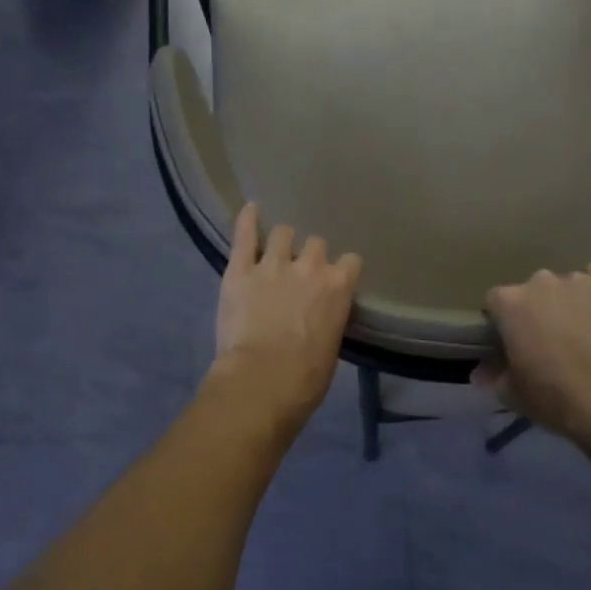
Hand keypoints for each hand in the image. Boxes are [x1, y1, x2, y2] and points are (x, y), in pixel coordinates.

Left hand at [211, 203, 361, 425]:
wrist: (262, 380)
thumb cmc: (305, 378)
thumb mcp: (331, 347)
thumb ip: (329, 318)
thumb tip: (321, 316)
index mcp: (338, 287)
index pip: (350, 261)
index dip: (342, 269)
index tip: (336, 279)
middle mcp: (309, 267)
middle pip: (316, 243)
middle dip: (310, 255)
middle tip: (300, 272)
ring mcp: (272, 264)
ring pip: (283, 233)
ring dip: (282, 241)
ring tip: (275, 250)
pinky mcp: (240, 270)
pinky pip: (244, 235)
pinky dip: (247, 220)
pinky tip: (250, 209)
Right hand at [474, 263, 590, 452]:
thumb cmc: (554, 397)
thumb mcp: (511, 394)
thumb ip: (493, 375)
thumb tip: (481, 372)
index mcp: (511, 303)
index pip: (495, 301)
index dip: (501, 322)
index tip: (510, 342)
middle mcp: (542, 282)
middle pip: (531, 291)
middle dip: (536, 310)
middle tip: (547, 341)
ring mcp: (581, 281)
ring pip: (566, 285)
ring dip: (567, 302)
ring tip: (581, 331)